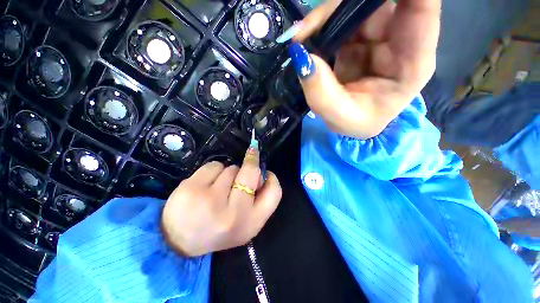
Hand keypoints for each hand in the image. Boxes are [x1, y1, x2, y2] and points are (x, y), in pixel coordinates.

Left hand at [161, 148, 281, 256]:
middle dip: (251, 163)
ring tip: (219, 186)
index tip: (265, 173)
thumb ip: (256, 199)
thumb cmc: (217, 229)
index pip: (274, 192)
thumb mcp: (244, 222)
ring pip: (232, 168)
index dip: (271, 178)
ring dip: (229, 172)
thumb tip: (260, 172)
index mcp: (251, 223)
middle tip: (248, 162)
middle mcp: (234, 213)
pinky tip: (205, 184)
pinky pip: (214, 165)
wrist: (177, 242)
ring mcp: (212, 200)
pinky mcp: (193, 189)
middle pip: (252, 173)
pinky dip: (213, 170)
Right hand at [289, 0, 440, 138]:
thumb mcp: (339, 118)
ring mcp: (381, 35)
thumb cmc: (356, 123)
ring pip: (358, 5)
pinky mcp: (362, 36)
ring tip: (300, 37)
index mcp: (412, 63)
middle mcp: (402, 40)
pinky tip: (306, 37)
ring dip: (326, 16)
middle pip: (381, 2)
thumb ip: (320, 93)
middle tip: (307, 28)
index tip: (356, 0)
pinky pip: (344, 16)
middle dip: (343, 7)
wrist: (355, 122)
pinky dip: (322, 23)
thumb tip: (301, 56)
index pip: (422, 8)